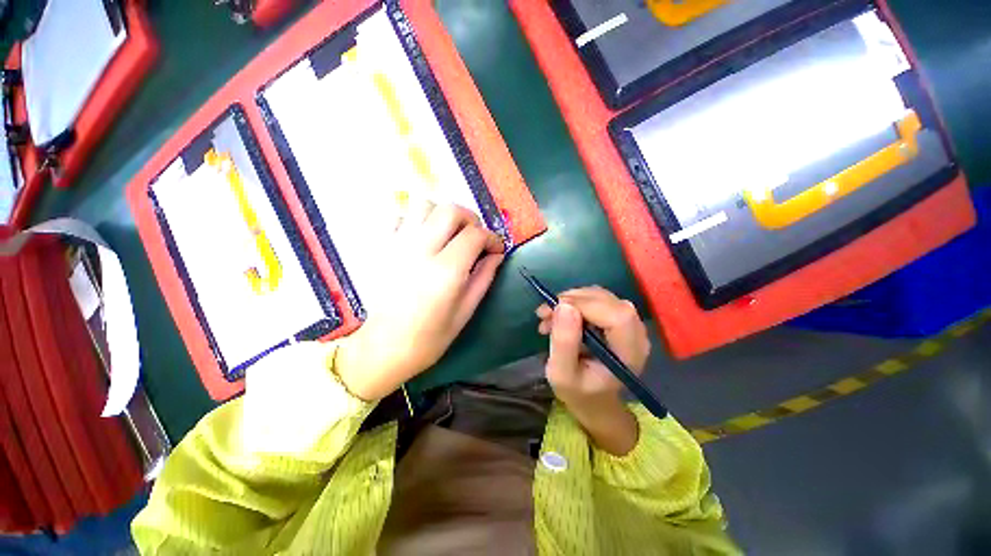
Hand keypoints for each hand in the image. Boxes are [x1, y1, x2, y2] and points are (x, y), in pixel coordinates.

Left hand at [336, 202, 504, 400]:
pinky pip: (400, 215)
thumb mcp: (466, 311)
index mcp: (445, 271)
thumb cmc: (430, 337)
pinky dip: (417, 219)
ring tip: (450, 234)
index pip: (475, 235)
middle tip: (475, 238)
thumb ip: (484, 277)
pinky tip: (424, 237)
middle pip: (450, 210)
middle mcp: (420, 250)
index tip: (496, 249)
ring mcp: (397, 245)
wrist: (384, 347)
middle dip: (471, 219)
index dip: (492, 238)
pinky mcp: (382, 247)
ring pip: (423, 205)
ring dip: (443, 215)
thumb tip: (496, 254)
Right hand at [536, 287, 650, 454]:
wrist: (592, 397)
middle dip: (572, 301)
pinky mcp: (617, 317)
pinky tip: (558, 316)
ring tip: (548, 317)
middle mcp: (636, 334)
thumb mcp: (562, 375)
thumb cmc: (578, 392)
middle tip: (545, 313)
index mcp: (629, 353)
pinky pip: (595, 298)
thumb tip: (563, 306)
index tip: (554, 311)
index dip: (585, 306)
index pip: (617, 316)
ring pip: (599, 295)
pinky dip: (573, 301)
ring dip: (569, 300)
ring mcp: (628, 323)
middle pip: (608, 301)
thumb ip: (563, 343)